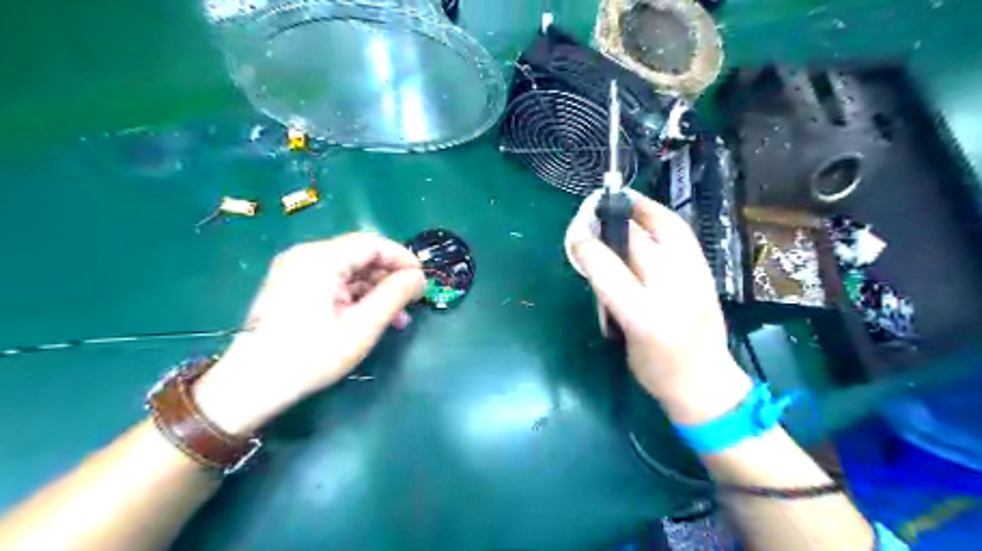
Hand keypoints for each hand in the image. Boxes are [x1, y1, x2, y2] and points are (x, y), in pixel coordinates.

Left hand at [191, 233, 425, 434]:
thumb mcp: (362, 326)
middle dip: (390, 277)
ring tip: (397, 317)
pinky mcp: (292, 284)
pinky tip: (371, 316)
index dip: (403, 259)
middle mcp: (306, 255)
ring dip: (376, 289)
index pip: (373, 243)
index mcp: (321, 259)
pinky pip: (334, 280)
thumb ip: (395, 295)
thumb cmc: (310, 355)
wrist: (251, 385)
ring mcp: (296, 269)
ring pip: (350, 269)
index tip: (423, 281)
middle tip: (411, 302)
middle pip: (361, 254)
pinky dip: (356, 295)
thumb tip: (419, 277)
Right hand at [569, 191, 753, 424]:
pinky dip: (661, 218)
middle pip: (638, 242)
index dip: (588, 247)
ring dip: (641, 209)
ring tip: (622, 201)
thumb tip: (597, 255)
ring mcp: (696, 278)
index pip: (609, 271)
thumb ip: (610, 294)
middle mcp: (673, 293)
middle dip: (611, 222)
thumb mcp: (622, 336)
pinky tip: (647, 216)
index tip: (576, 238)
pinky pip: (682, 234)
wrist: (706, 383)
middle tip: (595, 213)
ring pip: (667, 228)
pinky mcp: (707, 272)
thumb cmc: (655, 370)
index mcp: (645, 318)